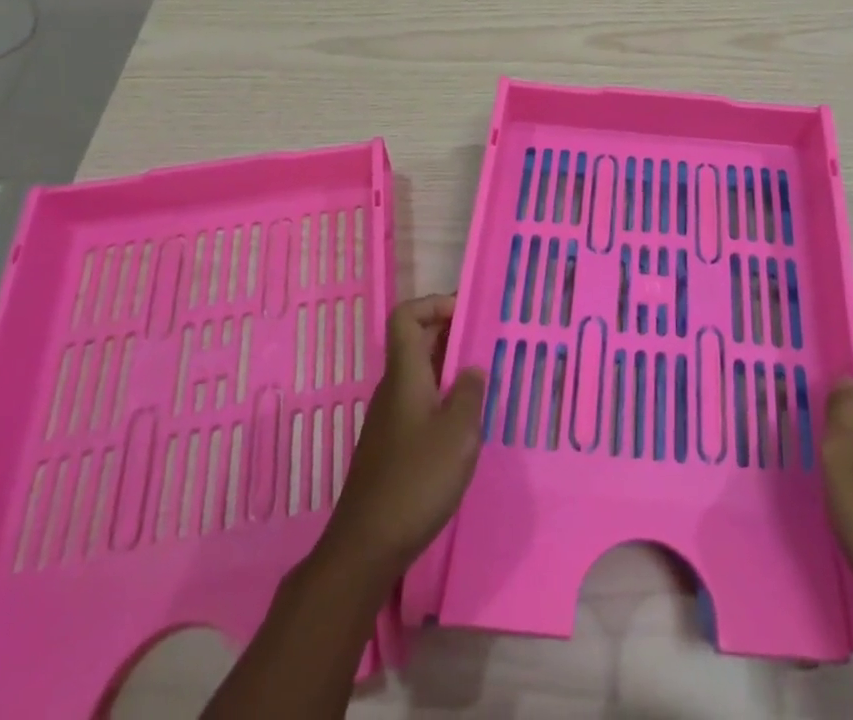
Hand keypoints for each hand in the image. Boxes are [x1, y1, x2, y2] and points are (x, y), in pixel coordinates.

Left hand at [323, 294, 485, 580]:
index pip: (406, 317)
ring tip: (484, 383)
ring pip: (419, 374)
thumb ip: (470, 393)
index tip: (467, 313)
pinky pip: (419, 402)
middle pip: (416, 342)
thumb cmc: (416, 481)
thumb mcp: (459, 433)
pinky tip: (464, 425)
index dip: (434, 304)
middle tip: (487, 343)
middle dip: (451, 334)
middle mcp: (393, 389)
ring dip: (449, 369)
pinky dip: (442, 398)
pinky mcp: (391, 446)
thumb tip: (471, 370)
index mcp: (405, 376)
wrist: (365, 548)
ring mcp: (389, 419)